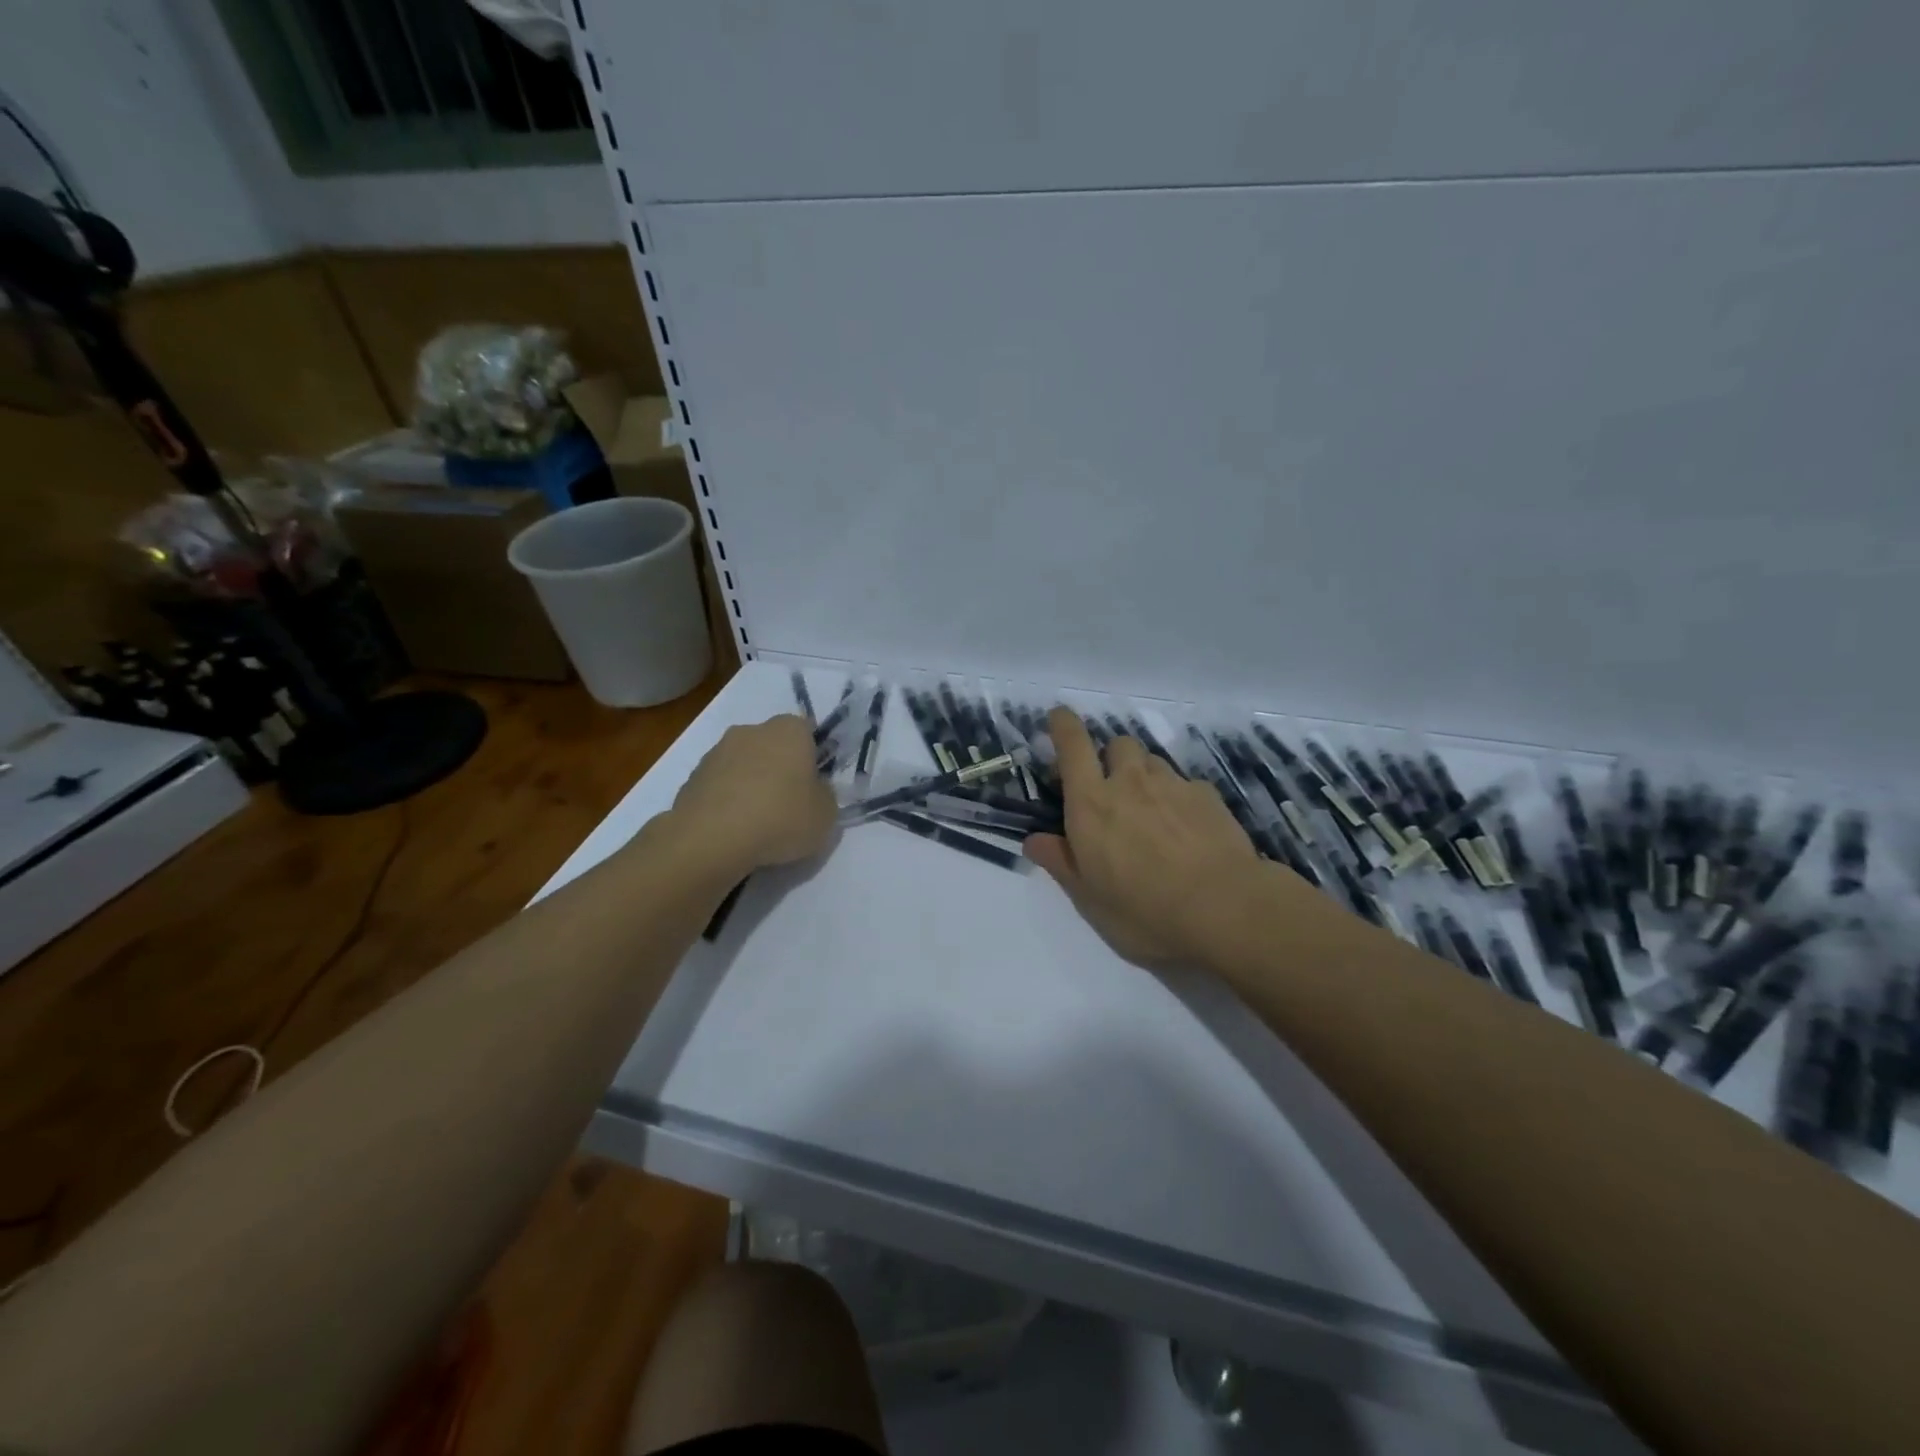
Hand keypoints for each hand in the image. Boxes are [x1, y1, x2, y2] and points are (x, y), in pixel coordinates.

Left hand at [671, 715, 836, 877]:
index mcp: (789, 730)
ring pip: (743, 765)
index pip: (807, 731)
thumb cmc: (781, 818)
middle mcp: (751, 730)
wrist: (712, 838)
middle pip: (773, 746)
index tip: (814, 785)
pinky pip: (720, 787)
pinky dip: (727, 802)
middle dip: (780, 768)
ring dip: (751, 784)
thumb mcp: (826, 814)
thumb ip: (824, 795)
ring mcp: (716, 752)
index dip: (813, 757)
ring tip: (757, 824)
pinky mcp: (692, 777)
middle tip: (789, 804)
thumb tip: (813, 790)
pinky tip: (732, 830)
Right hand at [1024, 708, 1266, 969]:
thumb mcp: (1090, 899)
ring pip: (1152, 761)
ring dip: (1144, 776)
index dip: (1063, 726)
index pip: (1072, 746)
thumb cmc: (1145, 911)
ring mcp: (1173, 785)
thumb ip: (1061, 862)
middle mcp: (1130, 782)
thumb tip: (1034, 840)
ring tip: (1150, 813)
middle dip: (1109, 758)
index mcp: (1091, 803)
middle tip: (1111, 791)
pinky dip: (1178, 797)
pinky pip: (1185, 784)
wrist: (1225, 909)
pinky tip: (1187, 829)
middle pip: (1117, 744)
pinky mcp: (1208, 796)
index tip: (1059, 718)